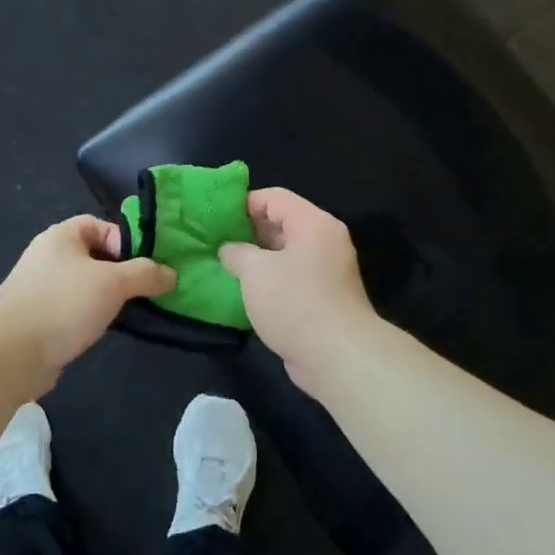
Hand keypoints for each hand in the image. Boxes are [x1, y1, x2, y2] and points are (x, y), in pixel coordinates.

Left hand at [0, 215, 174, 380]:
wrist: (11, 352)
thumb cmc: (63, 303)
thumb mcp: (113, 282)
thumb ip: (145, 274)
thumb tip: (171, 274)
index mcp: (62, 236)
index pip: (100, 226)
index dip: (125, 241)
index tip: (146, 265)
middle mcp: (49, 256)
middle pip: (94, 256)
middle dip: (121, 272)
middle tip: (146, 290)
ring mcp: (41, 288)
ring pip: (85, 285)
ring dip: (107, 297)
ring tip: (132, 312)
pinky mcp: (39, 319)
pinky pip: (73, 310)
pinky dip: (90, 317)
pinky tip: (105, 330)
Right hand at [218, 187, 390, 394]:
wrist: (339, 357)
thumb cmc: (295, 302)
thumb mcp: (255, 271)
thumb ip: (237, 252)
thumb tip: (229, 249)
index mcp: (312, 223)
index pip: (274, 198)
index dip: (243, 204)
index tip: (216, 219)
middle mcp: (324, 241)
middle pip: (281, 223)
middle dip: (248, 232)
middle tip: (215, 243)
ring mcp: (327, 271)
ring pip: (285, 253)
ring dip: (257, 259)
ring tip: (225, 266)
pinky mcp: (324, 298)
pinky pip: (292, 278)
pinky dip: (270, 281)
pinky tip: (245, 292)